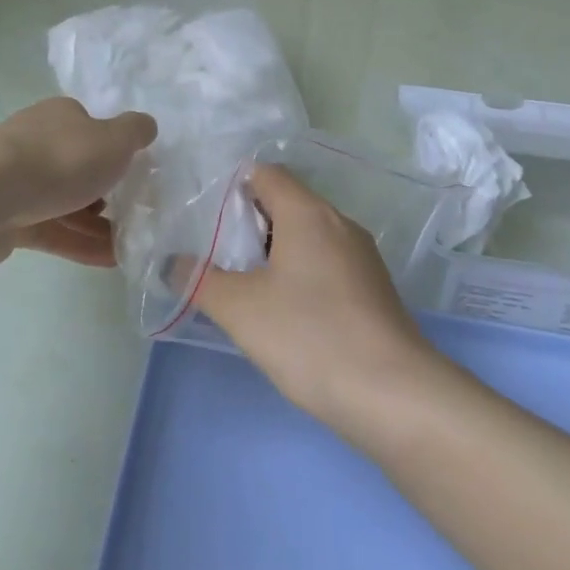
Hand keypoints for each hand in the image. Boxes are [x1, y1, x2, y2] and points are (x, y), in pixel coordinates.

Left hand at [0, 98, 156, 267]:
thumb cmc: (60, 159)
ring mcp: (19, 183)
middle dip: (104, 191)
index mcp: (61, 118)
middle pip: (77, 167)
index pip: (91, 128)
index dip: (113, 150)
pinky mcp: (8, 221)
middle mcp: (38, 143)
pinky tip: (109, 261)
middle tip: (134, 214)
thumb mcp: (114, 139)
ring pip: (66, 204)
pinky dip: (79, 245)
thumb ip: (135, 132)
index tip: (135, 174)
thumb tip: (146, 125)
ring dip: (97, 225)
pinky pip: (52, 232)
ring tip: (129, 247)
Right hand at [195, 165, 434, 426]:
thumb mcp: (240, 309)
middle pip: (286, 203)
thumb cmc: (310, 336)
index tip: (205, 218)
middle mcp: (339, 223)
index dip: (232, 188)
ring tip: (244, 286)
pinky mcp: (373, 289)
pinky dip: (300, 274)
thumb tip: (174, 263)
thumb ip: (200, 280)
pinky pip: (327, 264)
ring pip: (307, 236)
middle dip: (249, 224)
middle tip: (217, 255)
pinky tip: (285, 313)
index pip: (265, 174)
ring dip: (274, 253)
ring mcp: (361, 256)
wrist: (394, 396)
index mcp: (307, 212)